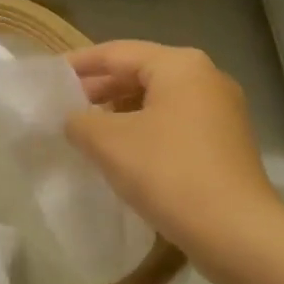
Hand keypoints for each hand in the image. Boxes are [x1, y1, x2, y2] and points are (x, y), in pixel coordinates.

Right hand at [65, 41, 280, 254]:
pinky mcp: (226, 143)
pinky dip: (145, 130)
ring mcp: (222, 111)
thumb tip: (74, 120)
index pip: (117, 52)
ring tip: (88, 132)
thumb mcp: (108, 143)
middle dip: (101, 89)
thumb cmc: (168, 172)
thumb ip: (79, 122)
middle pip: (141, 73)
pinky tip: (124, 153)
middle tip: (64, 107)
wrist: (234, 230)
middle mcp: (207, 78)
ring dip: (122, 113)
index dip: (79, 64)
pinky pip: (175, 124)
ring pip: (159, 101)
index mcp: (180, 65)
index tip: (49, 77)